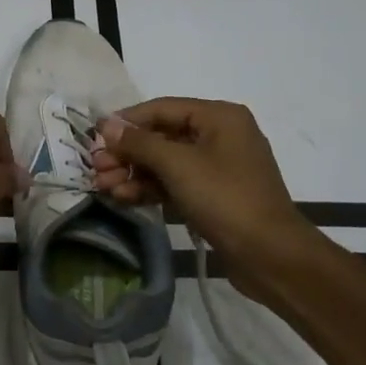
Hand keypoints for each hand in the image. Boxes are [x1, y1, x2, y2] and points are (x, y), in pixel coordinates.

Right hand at [93, 98, 317, 300]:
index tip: (94, 137)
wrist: (270, 255)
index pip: (162, 108)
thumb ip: (139, 143)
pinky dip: (150, 189)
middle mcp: (220, 135)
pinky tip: (123, 197)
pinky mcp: (214, 195)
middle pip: (162, 136)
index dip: (126, 121)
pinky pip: (175, 183)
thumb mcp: (178, 165)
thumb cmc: (225, 198)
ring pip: (166, 163)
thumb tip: (107, 125)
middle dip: (127, 153)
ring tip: (102, 187)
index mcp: (219, 117)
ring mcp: (218, 167)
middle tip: (96, 168)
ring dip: (133, 173)